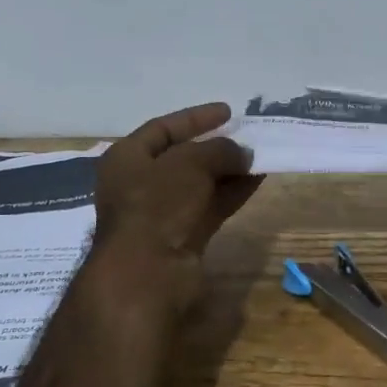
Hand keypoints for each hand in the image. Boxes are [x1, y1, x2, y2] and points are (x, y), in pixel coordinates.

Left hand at [91, 103, 262, 303]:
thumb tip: (243, 153)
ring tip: (259, 158)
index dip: (195, 118)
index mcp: (127, 158)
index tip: (228, 112)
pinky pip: (210, 207)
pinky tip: (257, 181)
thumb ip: (219, 150)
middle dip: (216, 147)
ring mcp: (161, 213)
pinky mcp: (181, 238)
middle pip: (182, 157)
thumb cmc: (158, 204)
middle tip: (247, 137)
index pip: (162, 128)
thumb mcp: (190, 163)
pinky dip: (232, 193)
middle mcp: (140, 184)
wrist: (148, 273)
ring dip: (229, 171)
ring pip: (199, 184)